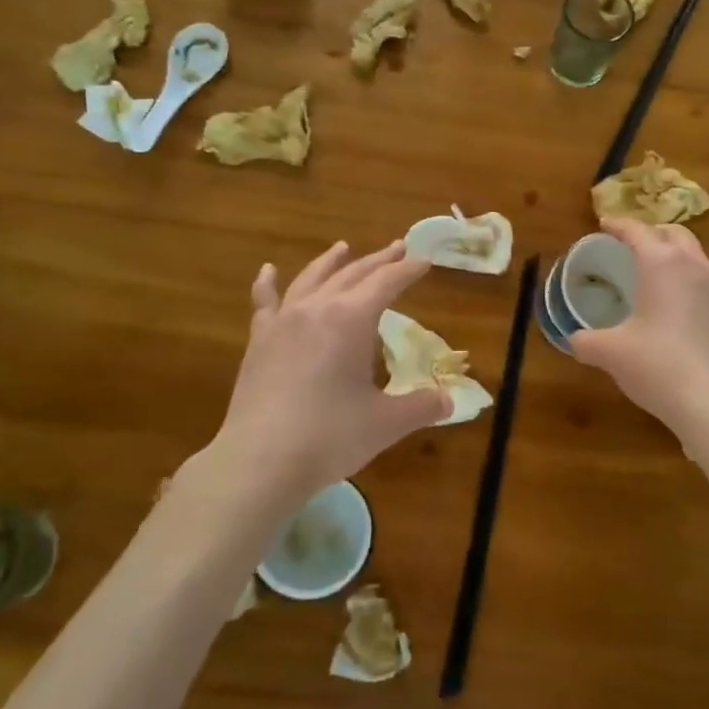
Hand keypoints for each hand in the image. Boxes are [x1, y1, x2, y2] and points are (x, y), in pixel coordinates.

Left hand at [212, 241, 450, 504]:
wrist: (259, 461)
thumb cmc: (329, 437)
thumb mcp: (385, 423)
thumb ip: (421, 407)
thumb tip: (449, 403)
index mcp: (352, 319)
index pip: (387, 282)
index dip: (408, 270)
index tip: (425, 261)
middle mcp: (317, 308)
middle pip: (352, 274)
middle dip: (379, 260)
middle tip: (398, 248)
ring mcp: (283, 322)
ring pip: (311, 279)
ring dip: (331, 262)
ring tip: (343, 248)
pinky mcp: (259, 341)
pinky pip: (265, 302)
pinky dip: (268, 283)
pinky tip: (268, 270)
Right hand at [570, 219, 708, 434]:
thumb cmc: (657, 365)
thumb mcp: (610, 353)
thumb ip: (586, 341)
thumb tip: (573, 339)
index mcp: (661, 263)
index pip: (637, 231)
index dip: (618, 225)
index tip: (604, 225)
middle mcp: (693, 266)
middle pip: (674, 233)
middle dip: (652, 233)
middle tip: (632, 245)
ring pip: (695, 256)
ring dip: (674, 255)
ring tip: (655, 274)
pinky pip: (707, 283)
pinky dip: (689, 282)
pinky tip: (677, 307)